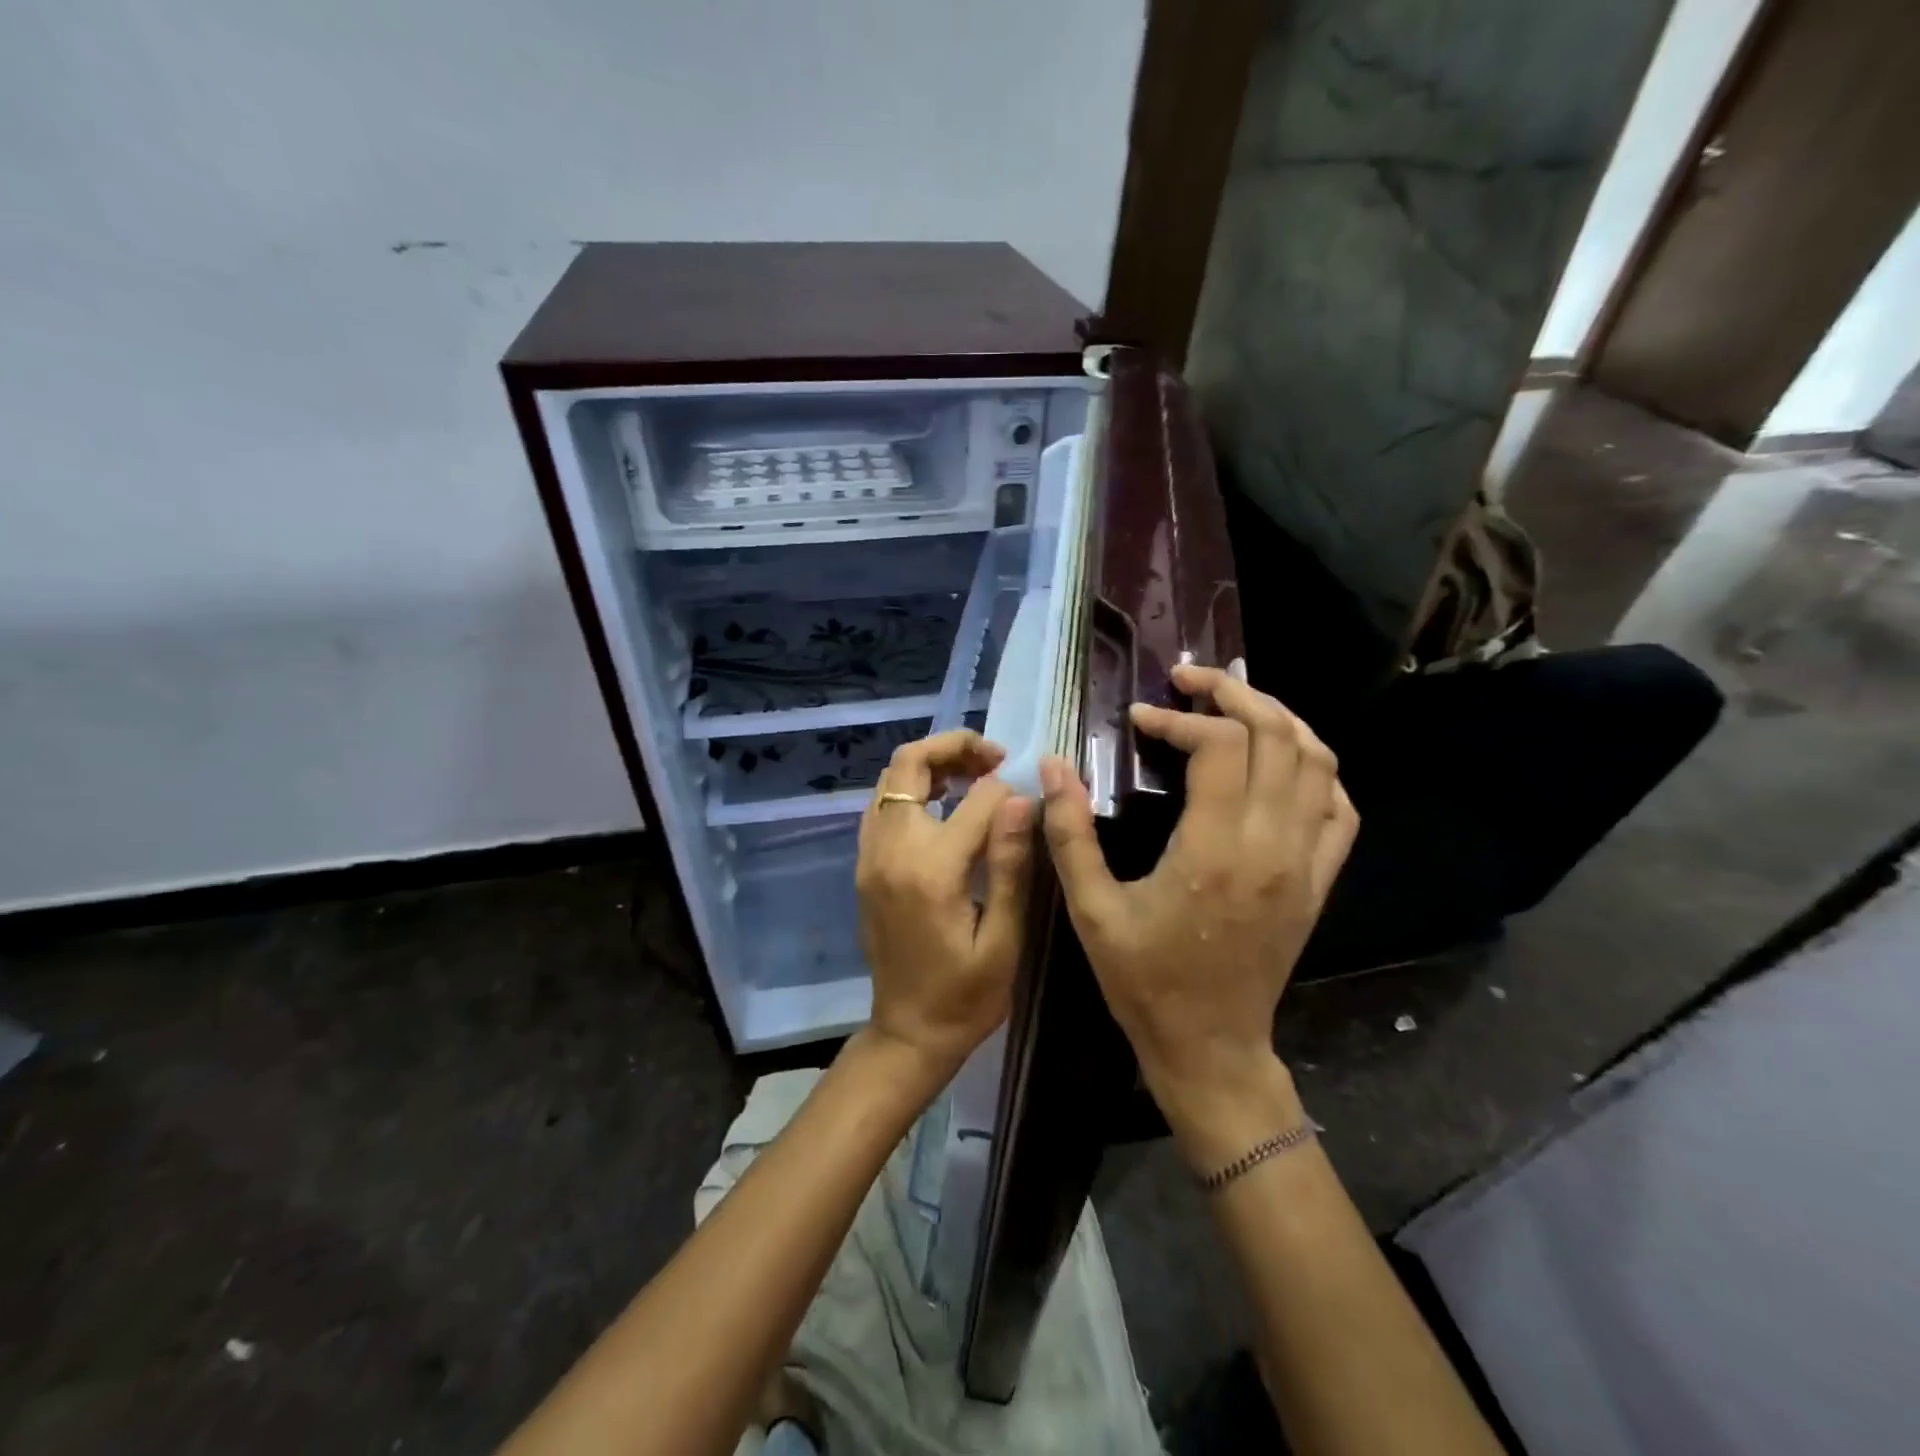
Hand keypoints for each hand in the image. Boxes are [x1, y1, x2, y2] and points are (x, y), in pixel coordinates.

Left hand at [855, 730, 1034, 1087]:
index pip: (974, 799)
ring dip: (931, 763)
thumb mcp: (1004, 939)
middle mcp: (891, 850)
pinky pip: (882, 804)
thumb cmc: (967, 996)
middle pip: (911, 765)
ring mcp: (870, 856)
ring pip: (891, 778)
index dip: (1006, 789)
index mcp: (931, 870)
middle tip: (994, 757)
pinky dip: (911, 787)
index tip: (1029, 797)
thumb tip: (1020, 798)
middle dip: (954, 747)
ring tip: (974, 775)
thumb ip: (1011, 864)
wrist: (908, 1033)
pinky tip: (943, 803)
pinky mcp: (865, 865)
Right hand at [1039, 664, 1357, 1164]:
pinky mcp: (1319, 882)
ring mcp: (1305, 863)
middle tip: (1191, 680)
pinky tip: (1281, 761)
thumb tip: (1052, 767)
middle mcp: (1271, 845)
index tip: (1139, 719)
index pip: (1219, 746)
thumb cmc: (1145, 980)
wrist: (1211, 1047)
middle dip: (1234, 693)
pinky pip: (1339, 808)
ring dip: (1279, 719)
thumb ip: (1069, 834)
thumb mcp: (1091, 910)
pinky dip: (1315, 769)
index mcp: (1215, 850)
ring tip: (1235, 704)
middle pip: (1277, 736)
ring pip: (1317, 763)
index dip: (1178, 719)